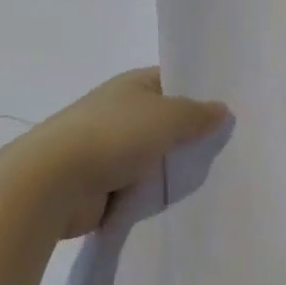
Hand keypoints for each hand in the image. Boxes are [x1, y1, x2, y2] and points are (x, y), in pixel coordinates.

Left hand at [19, 67, 228, 236]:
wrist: (53, 184)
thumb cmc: (114, 135)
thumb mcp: (169, 117)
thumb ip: (199, 114)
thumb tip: (223, 110)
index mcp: (134, 85)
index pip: (175, 81)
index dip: (201, 93)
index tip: (232, 112)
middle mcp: (122, 111)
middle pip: (168, 122)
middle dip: (193, 136)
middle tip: (231, 149)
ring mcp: (110, 149)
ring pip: (156, 157)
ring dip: (173, 169)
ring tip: (215, 179)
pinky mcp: (103, 185)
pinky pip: (141, 187)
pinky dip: (155, 195)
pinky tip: (181, 203)